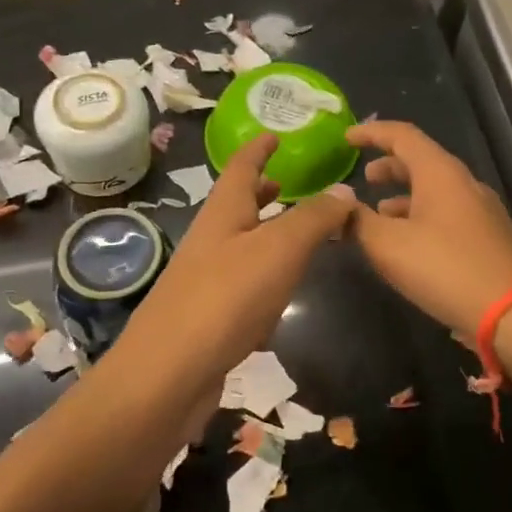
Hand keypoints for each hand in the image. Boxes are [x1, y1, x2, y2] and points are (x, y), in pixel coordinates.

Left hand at [111, 134, 354, 398]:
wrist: (167, 377)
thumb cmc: (224, 300)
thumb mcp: (278, 250)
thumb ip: (313, 219)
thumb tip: (344, 192)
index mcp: (222, 214)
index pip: (241, 168)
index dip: (259, 149)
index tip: (274, 134)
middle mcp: (210, 242)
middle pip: (236, 206)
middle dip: (261, 191)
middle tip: (288, 181)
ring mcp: (206, 282)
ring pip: (241, 247)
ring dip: (265, 235)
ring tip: (296, 235)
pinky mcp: (210, 319)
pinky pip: (242, 288)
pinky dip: (264, 281)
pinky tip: (280, 299)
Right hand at [346, 121, 511, 336]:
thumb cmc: (445, 268)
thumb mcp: (388, 246)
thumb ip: (358, 221)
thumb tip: (340, 204)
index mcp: (440, 173)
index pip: (402, 136)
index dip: (371, 133)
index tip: (346, 139)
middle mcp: (464, 184)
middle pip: (421, 162)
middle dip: (389, 167)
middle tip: (364, 180)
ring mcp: (480, 211)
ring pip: (434, 191)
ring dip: (404, 198)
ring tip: (379, 216)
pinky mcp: (487, 238)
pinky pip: (446, 215)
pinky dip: (420, 219)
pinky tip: (408, 246)